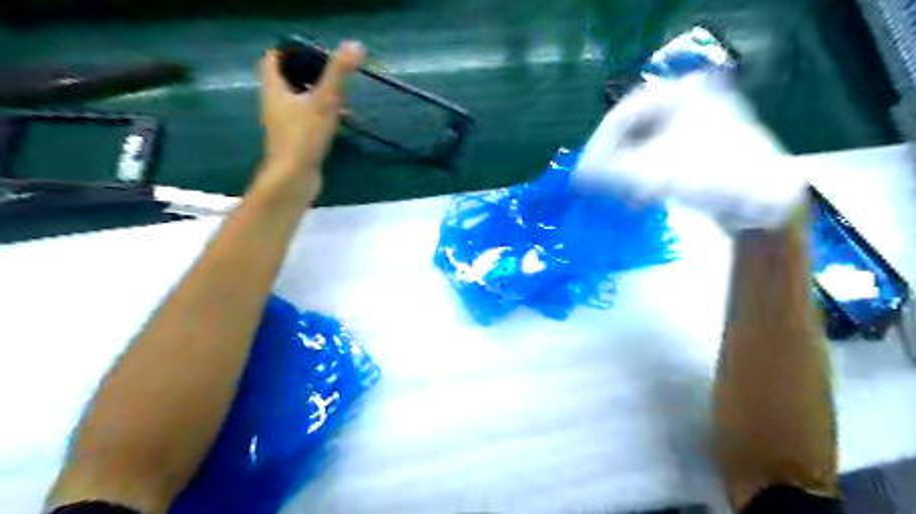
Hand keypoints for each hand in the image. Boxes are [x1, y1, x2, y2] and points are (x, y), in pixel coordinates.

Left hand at [258, 40, 364, 200]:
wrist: (293, 178)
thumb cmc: (303, 137)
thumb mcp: (324, 101)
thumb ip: (338, 73)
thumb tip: (355, 45)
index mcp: (274, 88)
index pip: (274, 58)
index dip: (291, 50)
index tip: (316, 52)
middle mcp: (275, 103)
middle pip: (288, 79)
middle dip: (310, 73)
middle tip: (332, 73)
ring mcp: (285, 124)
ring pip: (300, 100)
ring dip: (318, 95)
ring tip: (342, 97)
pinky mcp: (295, 140)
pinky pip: (307, 119)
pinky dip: (322, 115)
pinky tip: (340, 122)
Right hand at [574, 73, 803, 229]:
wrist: (769, 208)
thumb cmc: (716, 179)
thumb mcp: (655, 174)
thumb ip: (609, 174)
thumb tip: (577, 178)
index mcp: (681, 92)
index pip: (622, 114)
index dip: (598, 146)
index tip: (586, 175)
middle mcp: (687, 102)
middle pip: (631, 131)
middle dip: (613, 162)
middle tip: (600, 186)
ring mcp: (693, 125)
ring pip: (642, 146)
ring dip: (626, 173)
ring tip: (622, 196)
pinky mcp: (695, 149)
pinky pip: (656, 158)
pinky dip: (642, 178)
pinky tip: (639, 198)